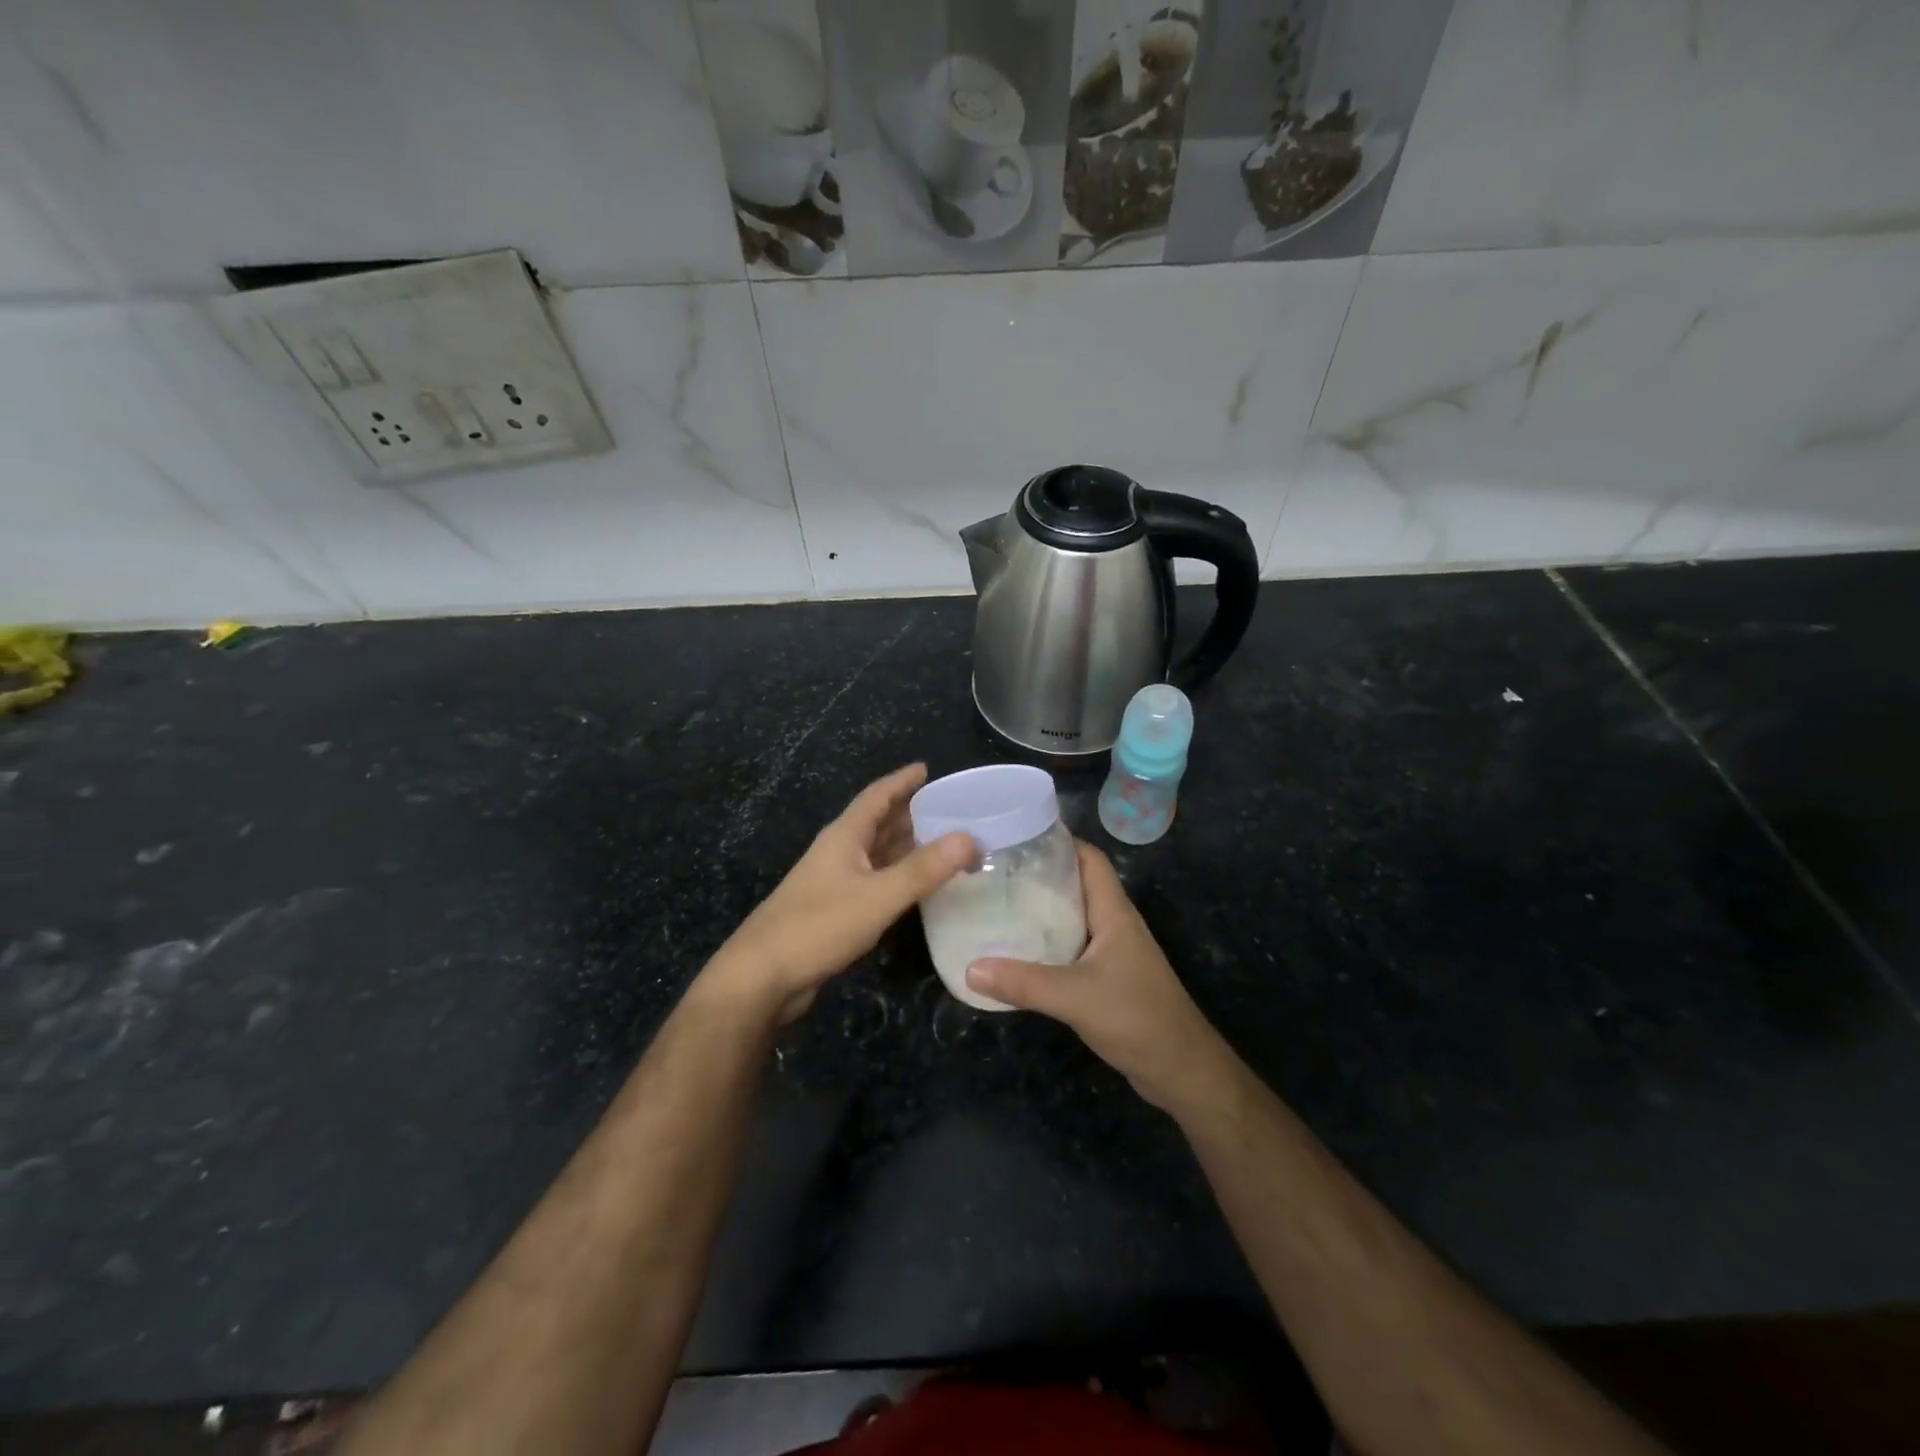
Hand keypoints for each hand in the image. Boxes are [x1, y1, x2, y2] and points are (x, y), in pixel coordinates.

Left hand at [703, 763, 973, 1024]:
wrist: (762, 976)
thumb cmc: (818, 926)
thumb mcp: (878, 896)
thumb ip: (923, 869)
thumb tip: (970, 837)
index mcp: (845, 836)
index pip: (878, 796)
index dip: (903, 780)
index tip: (928, 768)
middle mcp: (840, 852)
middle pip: (879, 822)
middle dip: (912, 812)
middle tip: (952, 809)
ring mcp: (835, 881)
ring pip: (878, 853)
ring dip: (907, 845)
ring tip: (945, 842)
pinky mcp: (835, 910)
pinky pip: (875, 881)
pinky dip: (898, 876)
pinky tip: (918, 886)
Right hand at [966, 841, 1240, 1117]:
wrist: (1181, 1070)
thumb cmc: (1137, 1018)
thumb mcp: (1075, 996)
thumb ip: (1023, 982)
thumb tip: (970, 967)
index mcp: (1114, 912)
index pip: (1089, 859)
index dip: (1059, 840)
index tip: (1018, 832)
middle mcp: (1113, 924)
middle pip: (1077, 884)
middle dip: (1040, 873)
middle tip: (996, 868)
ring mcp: (1112, 951)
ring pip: (1073, 916)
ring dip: (1041, 909)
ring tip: (998, 902)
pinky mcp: (1108, 977)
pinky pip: (1071, 946)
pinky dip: (1046, 942)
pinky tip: (1017, 951)